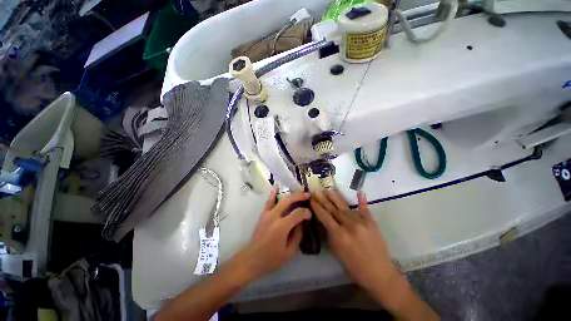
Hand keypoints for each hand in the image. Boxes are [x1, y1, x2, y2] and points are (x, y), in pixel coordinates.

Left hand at [240, 187, 310, 277]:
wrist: (252, 258)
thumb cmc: (271, 258)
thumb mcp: (290, 252)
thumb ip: (297, 236)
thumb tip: (301, 223)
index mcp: (282, 226)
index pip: (297, 213)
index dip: (306, 212)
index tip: (310, 215)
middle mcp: (275, 216)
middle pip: (289, 201)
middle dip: (299, 196)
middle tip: (308, 195)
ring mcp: (267, 214)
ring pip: (281, 199)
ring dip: (291, 194)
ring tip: (299, 191)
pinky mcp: (263, 214)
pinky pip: (269, 202)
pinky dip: (273, 194)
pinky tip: (276, 187)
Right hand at [310, 190, 398, 290]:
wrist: (379, 273)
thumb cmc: (354, 267)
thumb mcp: (336, 252)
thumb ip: (330, 235)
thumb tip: (325, 222)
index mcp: (339, 235)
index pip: (324, 216)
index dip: (317, 207)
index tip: (311, 199)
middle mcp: (349, 225)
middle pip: (333, 209)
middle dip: (323, 199)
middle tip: (317, 191)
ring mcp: (361, 222)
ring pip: (345, 207)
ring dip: (336, 198)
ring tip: (329, 190)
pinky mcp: (371, 222)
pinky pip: (363, 210)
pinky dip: (360, 202)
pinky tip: (360, 193)